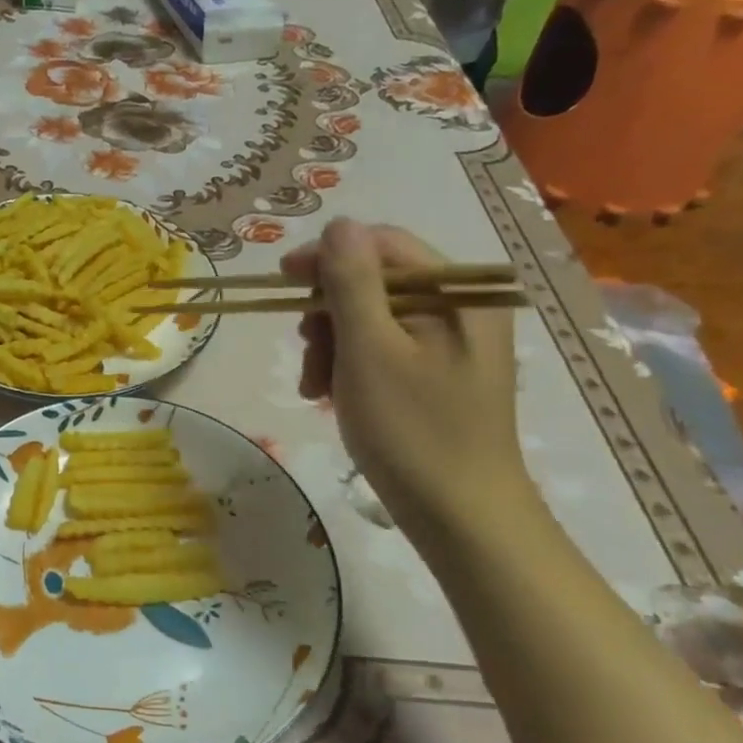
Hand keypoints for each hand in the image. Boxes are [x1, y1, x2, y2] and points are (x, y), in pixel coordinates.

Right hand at [284, 219, 531, 541]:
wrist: (460, 518)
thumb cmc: (412, 431)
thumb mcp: (370, 350)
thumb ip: (351, 282)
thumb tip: (339, 225)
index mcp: (458, 293)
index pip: (383, 245)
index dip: (328, 257)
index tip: (281, 282)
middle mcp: (461, 308)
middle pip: (375, 282)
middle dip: (328, 313)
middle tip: (305, 352)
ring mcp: (451, 344)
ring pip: (372, 318)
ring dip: (332, 345)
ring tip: (315, 388)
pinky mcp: (438, 375)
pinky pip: (383, 350)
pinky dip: (350, 367)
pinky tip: (332, 398)